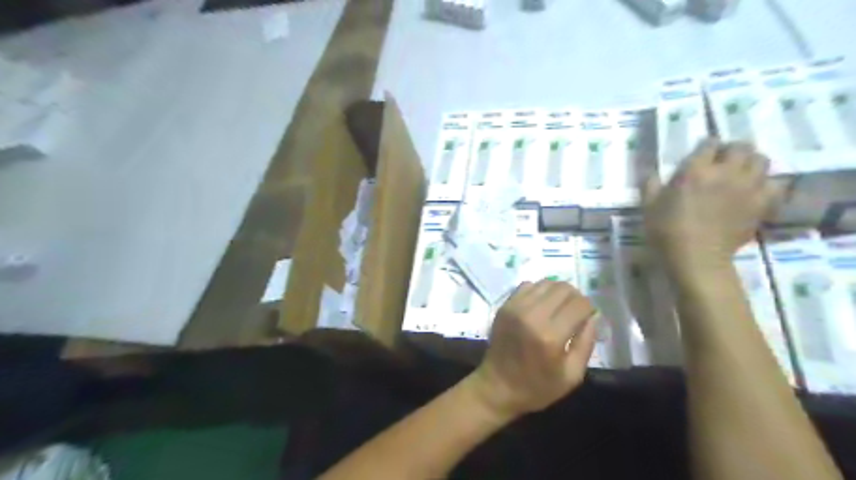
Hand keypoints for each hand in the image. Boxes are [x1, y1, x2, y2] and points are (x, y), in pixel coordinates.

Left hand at [468, 280, 595, 417]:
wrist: (496, 386)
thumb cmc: (537, 387)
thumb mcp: (571, 376)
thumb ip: (586, 343)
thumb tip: (592, 317)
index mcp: (551, 336)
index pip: (579, 304)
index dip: (589, 309)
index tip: (588, 318)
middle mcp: (532, 315)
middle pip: (563, 288)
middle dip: (575, 298)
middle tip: (575, 313)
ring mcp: (515, 307)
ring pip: (546, 283)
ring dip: (557, 293)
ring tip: (558, 309)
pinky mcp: (504, 305)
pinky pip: (527, 285)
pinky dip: (539, 291)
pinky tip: (541, 306)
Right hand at [645, 140, 783, 271]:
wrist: (696, 258)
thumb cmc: (666, 231)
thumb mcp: (648, 206)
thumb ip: (650, 184)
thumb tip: (649, 170)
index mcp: (696, 171)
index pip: (709, 143)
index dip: (706, 146)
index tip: (701, 154)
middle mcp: (726, 172)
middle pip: (741, 146)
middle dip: (732, 149)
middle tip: (723, 160)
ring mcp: (748, 187)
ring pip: (762, 160)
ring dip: (751, 163)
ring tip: (742, 172)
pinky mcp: (762, 204)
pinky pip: (775, 184)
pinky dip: (767, 184)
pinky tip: (756, 191)